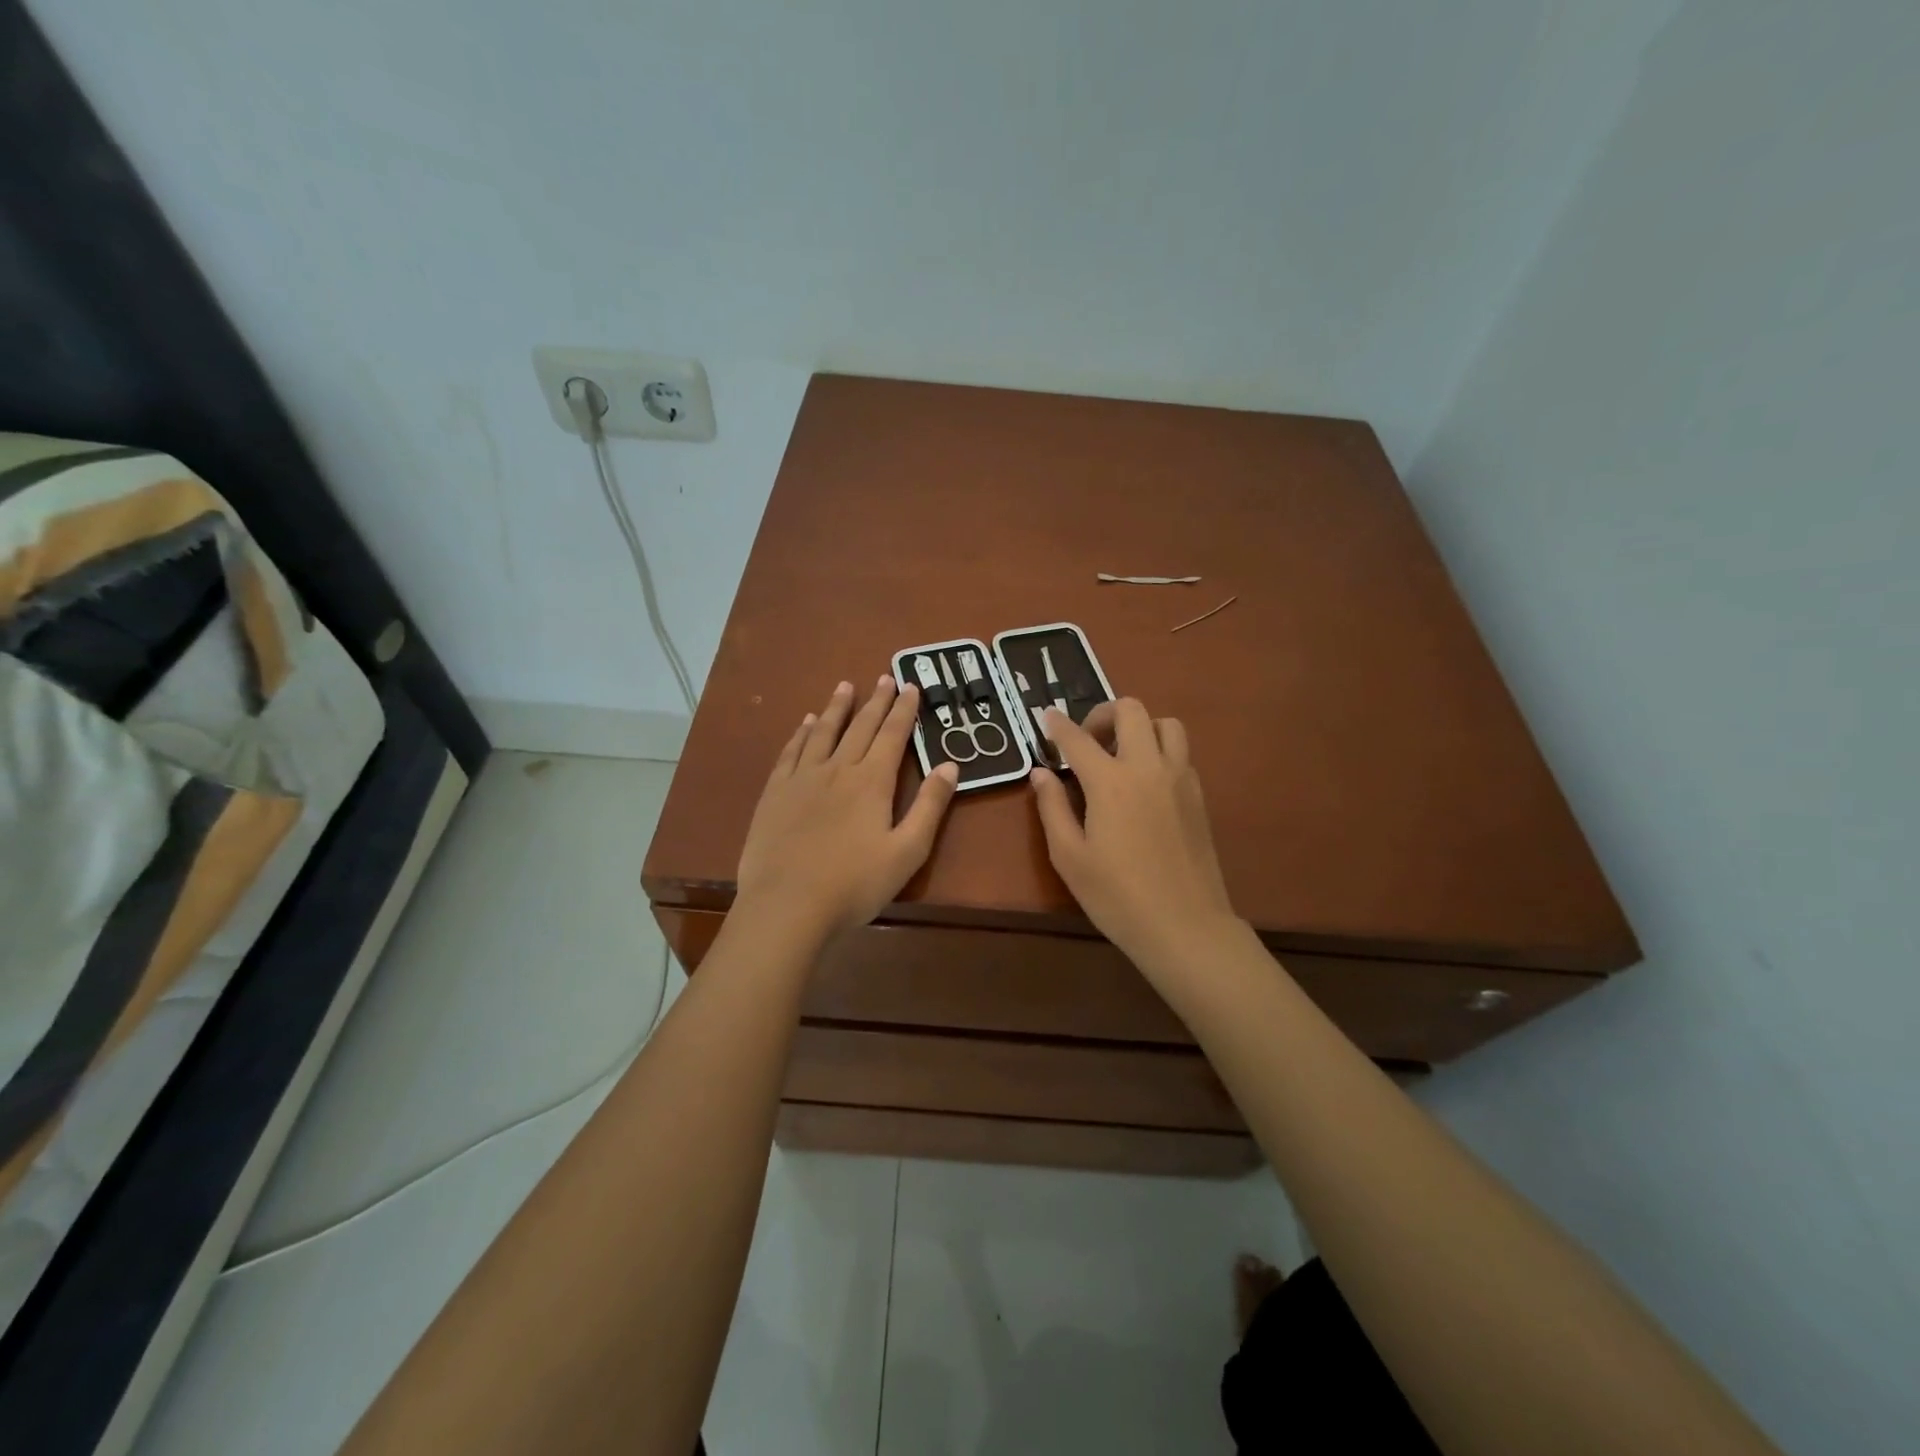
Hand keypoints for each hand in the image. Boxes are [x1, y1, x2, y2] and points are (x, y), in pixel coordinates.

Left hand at [736, 676, 959, 938]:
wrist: (787, 906)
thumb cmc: (855, 885)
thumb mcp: (907, 851)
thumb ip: (930, 806)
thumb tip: (950, 765)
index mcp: (872, 782)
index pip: (893, 735)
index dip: (904, 710)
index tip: (911, 686)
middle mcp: (837, 769)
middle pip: (860, 727)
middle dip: (876, 701)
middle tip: (884, 677)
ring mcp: (802, 779)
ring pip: (823, 732)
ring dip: (837, 708)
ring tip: (845, 686)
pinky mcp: (775, 793)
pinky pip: (791, 752)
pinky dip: (802, 733)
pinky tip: (806, 723)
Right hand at [1030, 699, 1240, 974]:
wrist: (1184, 925)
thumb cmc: (1116, 896)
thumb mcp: (1069, 856)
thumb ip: (1052, 807)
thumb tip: (1041, 773)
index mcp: (1110, 781)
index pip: (1078, 738)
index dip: (1057, 724)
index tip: (1046, 717)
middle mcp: (1148, 767)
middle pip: (1131, 710)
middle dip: (1103, 713)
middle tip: (1087, 740)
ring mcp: (1180, 778)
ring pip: (1166, 724)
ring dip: (1140, 726)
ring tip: (1122, 754)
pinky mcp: (1199, 795)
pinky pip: (1181, 752)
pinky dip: (1160, 750)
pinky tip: (1145, 782)